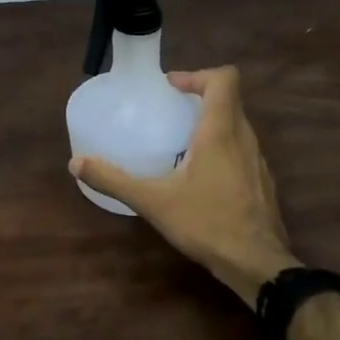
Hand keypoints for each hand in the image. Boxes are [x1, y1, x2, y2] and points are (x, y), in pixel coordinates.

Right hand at [70, 66, 293, 305]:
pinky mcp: (262, 183)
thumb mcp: (153, 201)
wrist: (258, 264)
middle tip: (170, 109)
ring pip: (237, 126)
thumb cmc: (207, 223)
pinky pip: (242, 150)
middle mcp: (244, 138)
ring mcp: (258, 161)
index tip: (172, 87)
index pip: (224, 79)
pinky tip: (200, 176)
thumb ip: (114, 180)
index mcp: (220, 131)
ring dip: (211, 123)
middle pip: (229, 100)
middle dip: (199, 98)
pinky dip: (222, 148)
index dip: (198, 74)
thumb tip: (76, 164)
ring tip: (181, 141)